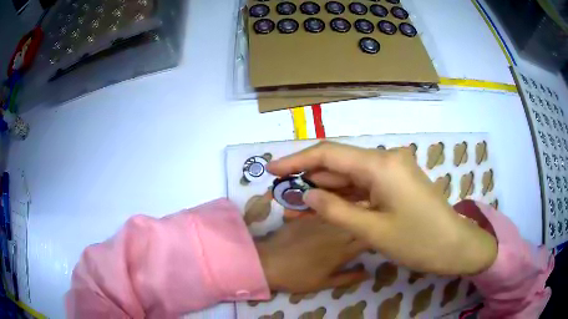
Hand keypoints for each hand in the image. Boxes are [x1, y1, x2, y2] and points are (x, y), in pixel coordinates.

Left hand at [255, 216, 368, 292]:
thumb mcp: (324, 283)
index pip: (367, 239)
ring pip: (344, 213)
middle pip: (357, 221)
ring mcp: (322, 222)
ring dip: (351, 211)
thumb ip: (348, 278)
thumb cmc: (297, 277)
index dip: (375, 235)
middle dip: (366, 219)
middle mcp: (336, 233)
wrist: (268, 262)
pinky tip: (334, 207)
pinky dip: (333, 209)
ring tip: (355, 210)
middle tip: (369, 220)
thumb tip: (368, 273)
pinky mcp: (308, 216)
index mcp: (342, 251)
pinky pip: (326, 210)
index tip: (378, 234)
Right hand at [267, 142, 496, 275]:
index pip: (329, 154)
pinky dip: (345, 196)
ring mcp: (394, 169)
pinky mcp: (397, 182)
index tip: (272, 169)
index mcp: (381, 164)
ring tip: (297, 207)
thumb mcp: (372, 230)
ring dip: (326, 191)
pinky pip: (365, 185)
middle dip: (310, 179)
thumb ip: (336, 210)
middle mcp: (387, 159)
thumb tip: (308, 195)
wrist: (454, 246)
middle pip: (339, 163)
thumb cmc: (418, 241)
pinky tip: (326, 207)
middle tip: (282, 195)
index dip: (297, 161)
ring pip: (351, 176)